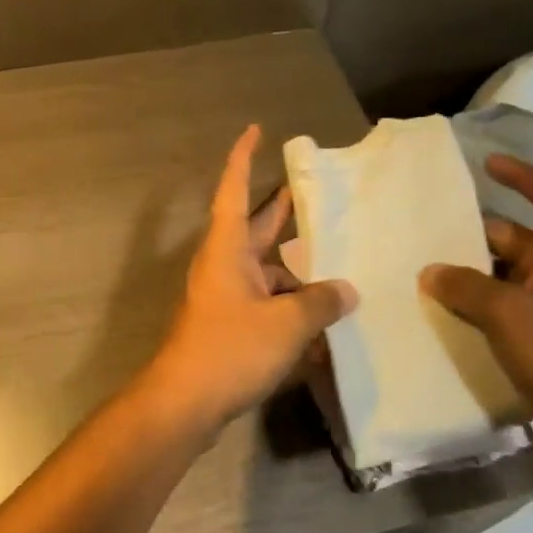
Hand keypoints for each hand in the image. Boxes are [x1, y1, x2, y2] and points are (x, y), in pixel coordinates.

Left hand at [140, 126, 356, 437]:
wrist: (185, 402)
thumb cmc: (231, 348)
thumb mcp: (286, 322)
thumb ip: (320, 302)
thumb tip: (346, 290)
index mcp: (228, 248)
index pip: (234, 190)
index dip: (243, 158)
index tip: (255, 131)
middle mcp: (223, 265)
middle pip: (255, 228)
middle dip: (281, 211)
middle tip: (313, 193)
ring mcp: (224, 297)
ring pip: (266, 272)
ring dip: (297, 273)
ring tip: (341, 275)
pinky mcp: (228, 327)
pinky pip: (265, 305)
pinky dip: (290, 309)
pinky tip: (322, 327)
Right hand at [419, 155, 532, 447]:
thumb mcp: (509, 315)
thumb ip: (466, 288)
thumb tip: (431, 271)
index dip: (523, 176)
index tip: (488, 165)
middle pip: (518, 240)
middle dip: (476, 236)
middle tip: (429, 238)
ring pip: (508, 278)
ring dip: (473, 276)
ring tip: (427, 277)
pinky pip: (509, 311)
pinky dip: (480, 308)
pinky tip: (449, 318)